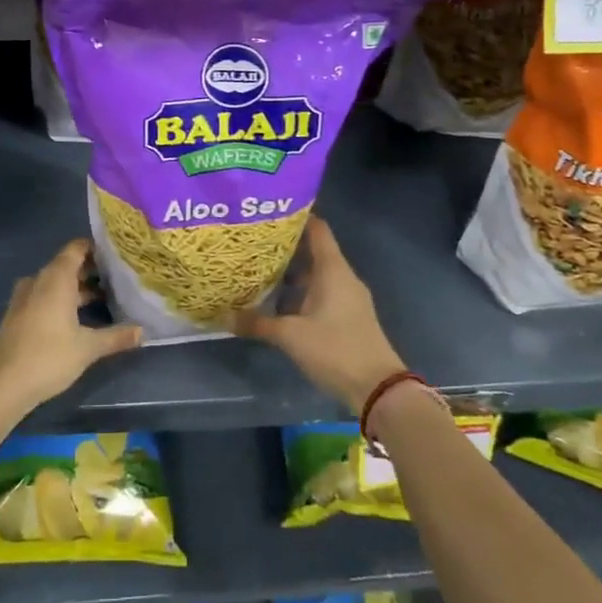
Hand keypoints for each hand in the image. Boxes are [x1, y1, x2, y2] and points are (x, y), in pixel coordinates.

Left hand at [0, 239, 141, 415]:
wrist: (0, 385)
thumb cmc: (48, 357)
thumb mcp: (88, 348)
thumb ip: (116, 337)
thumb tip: (143, 332)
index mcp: (56, 278)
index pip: (76, 248)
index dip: (96, 248)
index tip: (116, 254)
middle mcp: (38, 281)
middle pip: (66, 265)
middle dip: (90, 271)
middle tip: (116, 278)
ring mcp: (23, 298)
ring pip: (54, 284)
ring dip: (75, 289)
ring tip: (101, 299)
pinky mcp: (16, 315)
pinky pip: (42, 297)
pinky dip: (59, 301)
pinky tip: (74, 319)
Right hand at [228, 216, 405, 413]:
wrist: (378, 389)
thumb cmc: (335, 349)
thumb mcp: (290, 336)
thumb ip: (257, 323)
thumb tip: (223, 314)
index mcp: (332, 269)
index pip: (317, 228)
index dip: (295, 217)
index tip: (268, 213)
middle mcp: (342, 276)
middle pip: (314, 250)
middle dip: (286, 246)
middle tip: (255, 243)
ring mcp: (348, 297)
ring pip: (317, 274)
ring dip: (293, 272)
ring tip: (261, 270)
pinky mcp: (349, 316)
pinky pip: (323, 292)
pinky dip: (302, 291)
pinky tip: (280, 302)